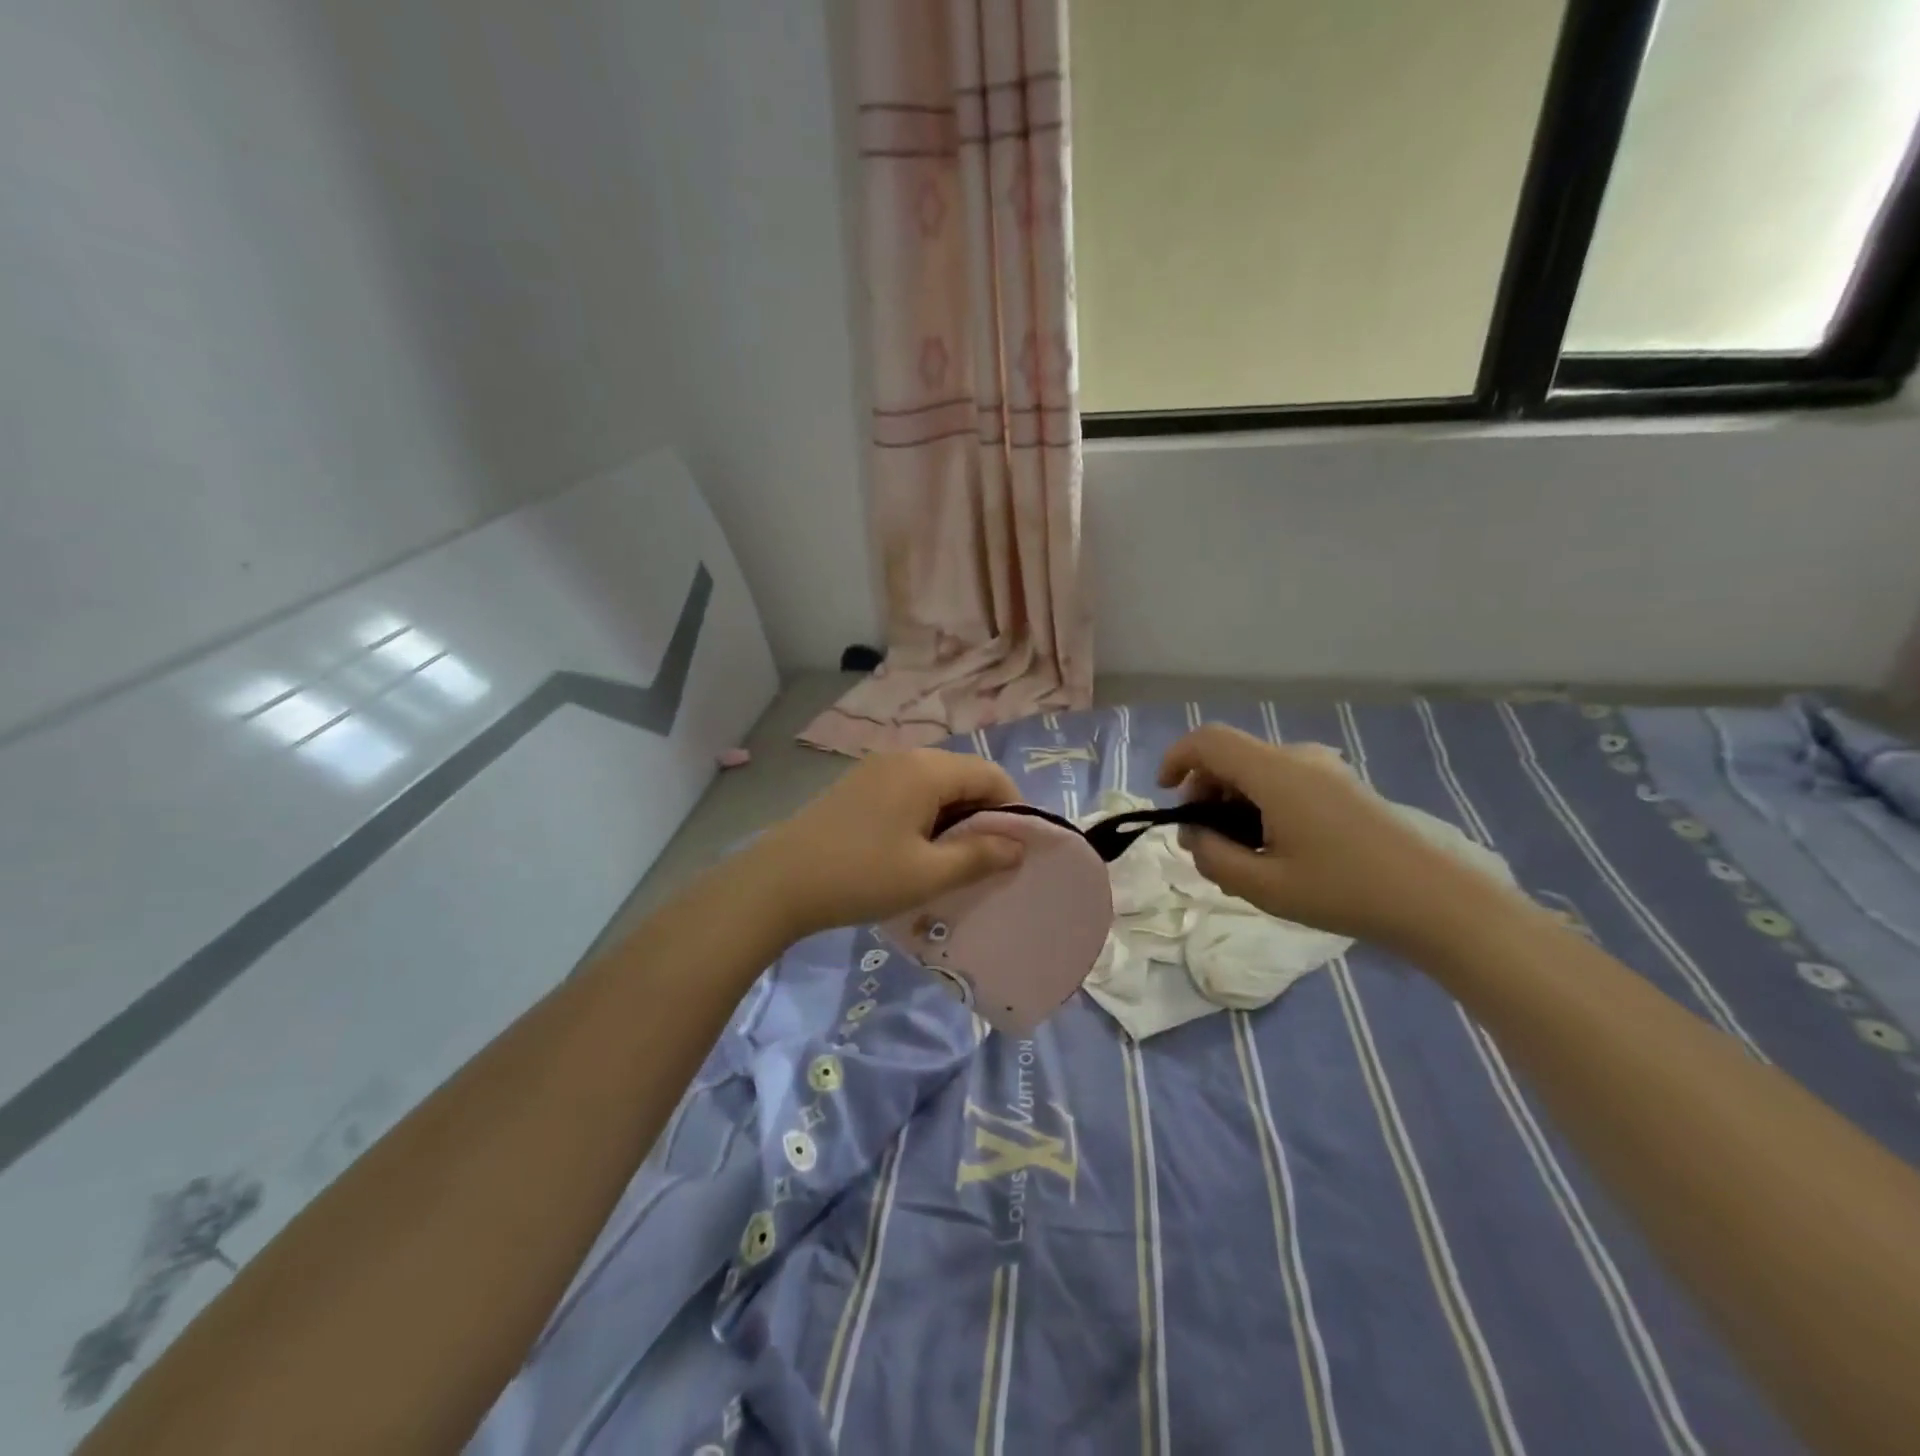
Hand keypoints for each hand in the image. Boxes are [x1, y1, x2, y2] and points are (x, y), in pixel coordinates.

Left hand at [745, 749, 1024, 940]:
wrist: (778, 882)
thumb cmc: (860, 876)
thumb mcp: (927, 874)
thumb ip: (979, 856)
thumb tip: (1018, 846)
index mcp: (926, 769)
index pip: (991, 775)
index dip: (1013, 809)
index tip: (1016, 850)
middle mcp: (904, 757)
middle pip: (964, 775)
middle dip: (984, 814)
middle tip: (987, 859)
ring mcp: (877, 769)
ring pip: (936, 784)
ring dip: (955, 816)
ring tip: (954, 859)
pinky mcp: (858, 785)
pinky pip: (910, 791)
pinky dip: (927, 814)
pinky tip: (917, 849)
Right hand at [1159, 725, 1518, 953]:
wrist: (1436, 900)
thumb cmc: (1343, 891)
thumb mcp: (1263, 886)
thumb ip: (1213, 857)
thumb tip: (1192, 836)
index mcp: (1275, 773)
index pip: (1208, 741)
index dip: (1176, 758)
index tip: (1164, 792)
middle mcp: (1298, 758)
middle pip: (1231, 756)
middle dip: (1203, 790)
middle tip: (1202, 840)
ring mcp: (1324, 769)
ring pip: (1256, 770)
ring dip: (1231, 800)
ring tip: (1236, 852)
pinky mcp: (1341, 786)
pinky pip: (1282, 781)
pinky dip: (1259, 803)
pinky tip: (1271, 847)